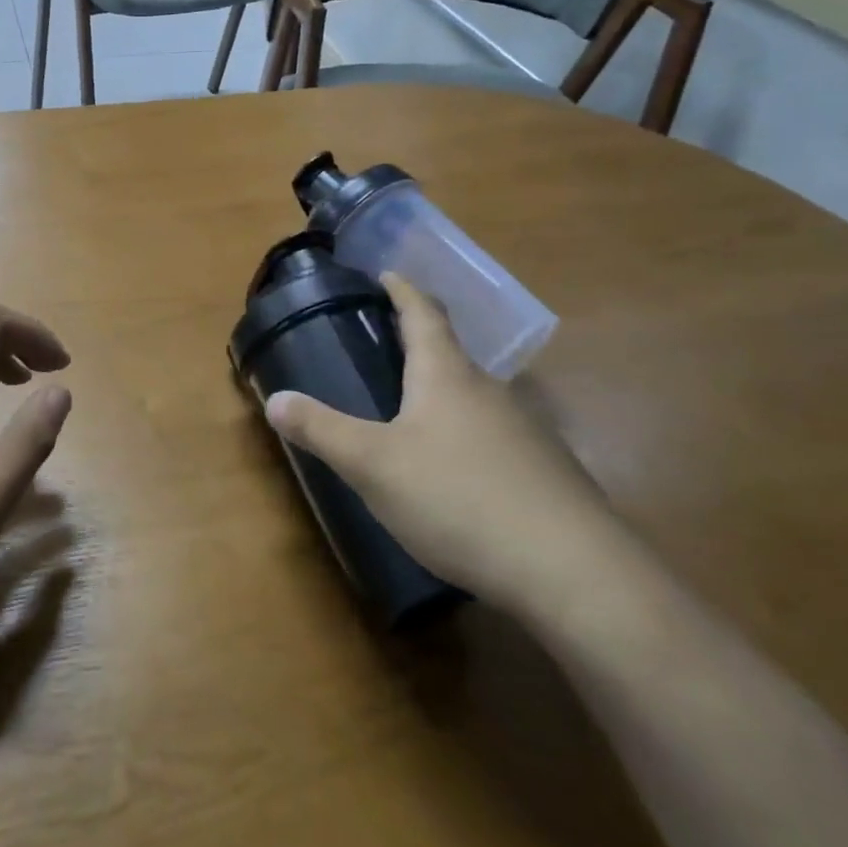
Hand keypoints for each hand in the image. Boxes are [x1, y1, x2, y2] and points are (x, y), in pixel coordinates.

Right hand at [264, 273, 618, 609]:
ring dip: (444, 392)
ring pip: (476, 397)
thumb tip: (274, 398)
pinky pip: (496, 438)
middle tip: (385, 345)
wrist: (573, 572)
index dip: (402, 290)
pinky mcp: (547, 474)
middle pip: (452, 353)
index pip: (423, 313)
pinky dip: (468, 436)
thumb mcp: (373, 465)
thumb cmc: (458, 497)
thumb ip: (321, 430)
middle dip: (420, 343)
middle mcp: (490, 390)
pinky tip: (457, 471)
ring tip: (414, 409)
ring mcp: (526, 432)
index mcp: (446, 375)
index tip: (387, 273)